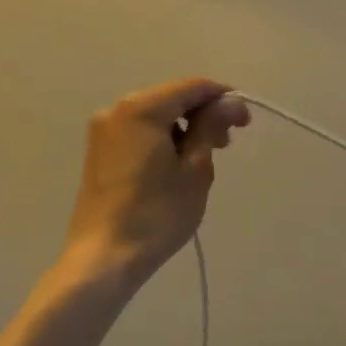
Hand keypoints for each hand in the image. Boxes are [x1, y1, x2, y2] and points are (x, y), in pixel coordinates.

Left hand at [56, 78, 249, 287]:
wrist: (104, 258)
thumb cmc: (156, 213)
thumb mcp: (195, 168)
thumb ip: (211, 127)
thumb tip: (229, 101)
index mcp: (142, 109)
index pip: (193, 87)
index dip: (223, 98)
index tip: (245, 122)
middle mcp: (117, 110)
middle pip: (173, 98)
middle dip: (204, 114)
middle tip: (227, 144)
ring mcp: (105, 131)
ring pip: (157, 115)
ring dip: (185, 127)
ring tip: (204, 158)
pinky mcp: (100, 151)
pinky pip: (141, 131)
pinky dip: (165, 138)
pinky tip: (178, 164)